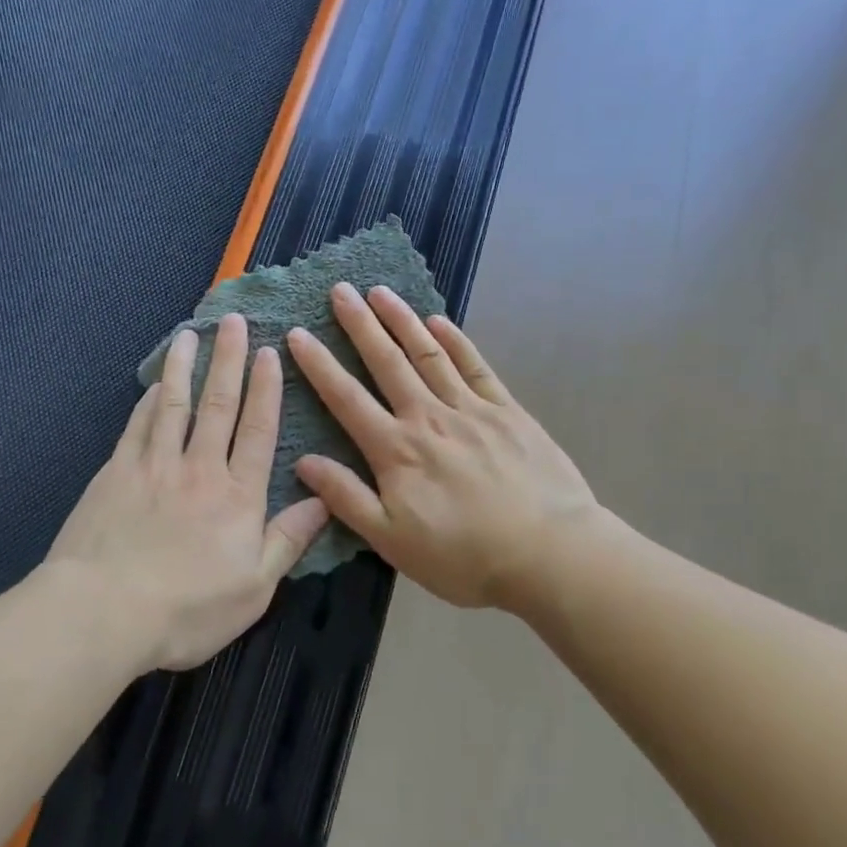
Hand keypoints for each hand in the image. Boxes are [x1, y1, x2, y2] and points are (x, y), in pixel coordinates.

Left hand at [46, 313, 330, 672]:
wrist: (104, 612)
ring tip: (190, 333)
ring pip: (174, 405)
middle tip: (234, 322)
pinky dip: (148, 401)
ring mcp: (154, 466)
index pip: (257, 431)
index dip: (266, 390)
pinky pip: (137, 426)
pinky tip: (153, 385)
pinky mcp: (115, 473)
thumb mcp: (255, 588)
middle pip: (219, 405)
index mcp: (238, 496)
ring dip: (184, 366)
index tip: (270, 353)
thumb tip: (323, 499)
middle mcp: (199, 469)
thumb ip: (288, 540)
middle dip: (229, 360)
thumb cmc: (188, 610)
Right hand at [287, 284, 601, 614]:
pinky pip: (475, 367)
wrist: (549, 553)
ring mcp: (471, 409)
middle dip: (360, 324)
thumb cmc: (464, 556)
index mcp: (396, 450)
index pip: (346, 398)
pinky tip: (438, 321)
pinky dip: (455, 341)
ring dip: (402, 320)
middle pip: (387, 363)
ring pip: (428, 355)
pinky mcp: (507, 411)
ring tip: (380, 291)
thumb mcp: (393, 540)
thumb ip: (347, 498)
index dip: (319, 365)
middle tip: (339, 290)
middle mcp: (428, 418)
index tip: (297, 333)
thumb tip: (305, 462)